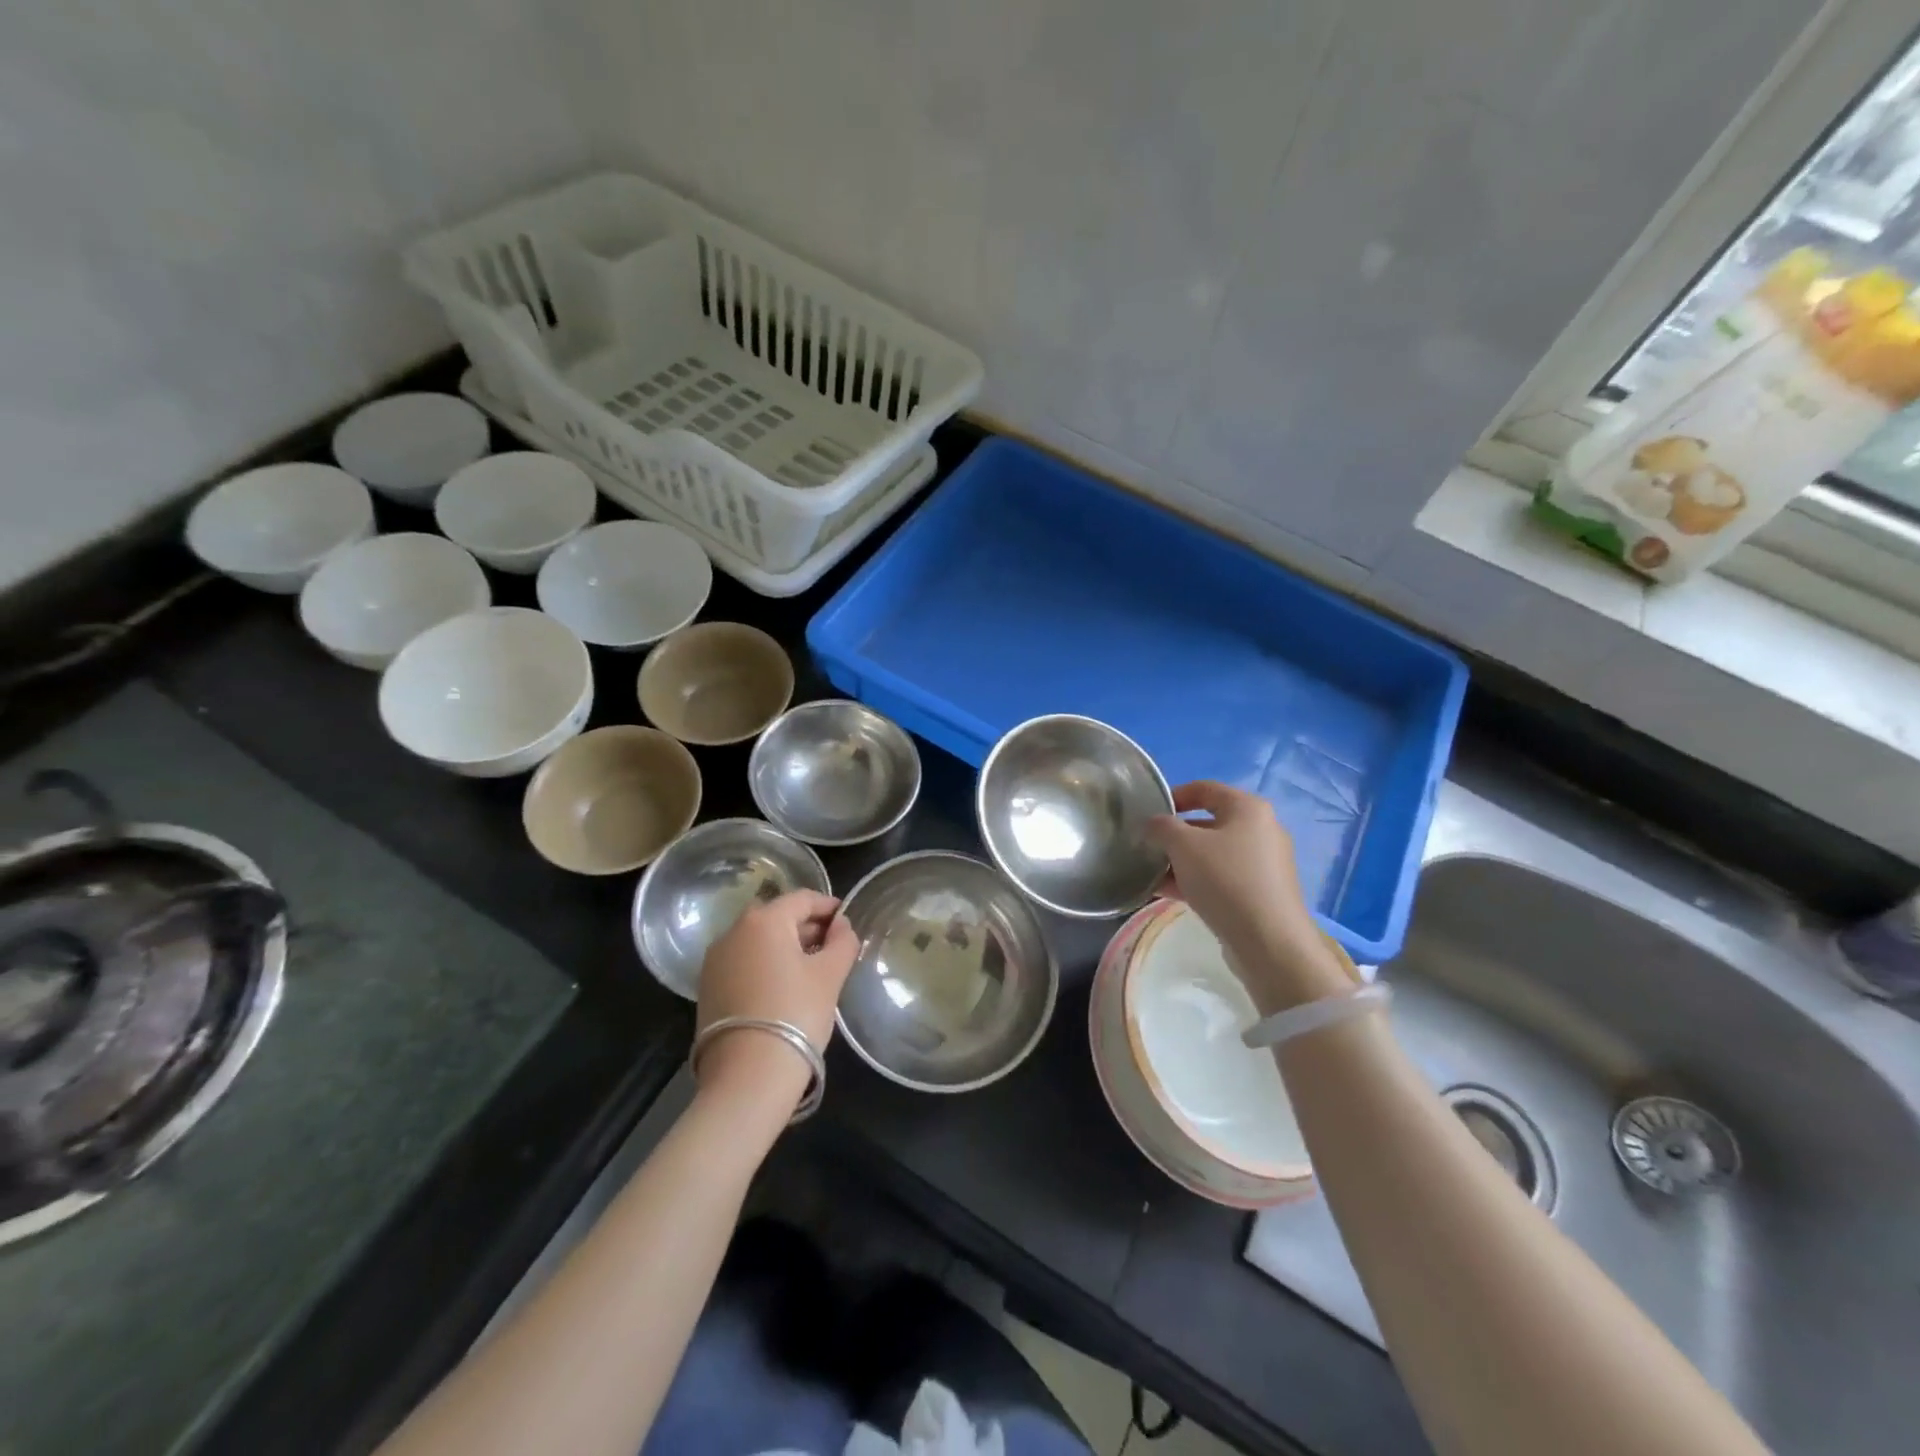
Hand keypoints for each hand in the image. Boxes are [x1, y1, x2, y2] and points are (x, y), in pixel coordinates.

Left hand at [696, 890, 858, 1105]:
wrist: (748, 1075)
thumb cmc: (796, 1013)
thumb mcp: (830, 975)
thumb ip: (842, 942)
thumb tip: (842, 925)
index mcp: (764, 920)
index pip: (802, 899)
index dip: (828, 906)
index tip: (846, 920)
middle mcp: (733, 931)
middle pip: (776, 916)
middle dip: (805, 925)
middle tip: (830, 945)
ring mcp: (715, 960)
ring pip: (756, 939)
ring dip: (783, 945)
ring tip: (809, 968)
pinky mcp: (707, 987)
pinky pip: (742, 961)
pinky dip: (763, 964)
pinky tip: (782, 987)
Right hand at [1145, 782, 1352, 1012]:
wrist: (1268, 941)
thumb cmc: (1225, 879)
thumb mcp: (1183, 845)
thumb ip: (1161, 827)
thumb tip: (1153, 825)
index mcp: (1248, 808)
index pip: (1204, 788)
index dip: (1173, 796)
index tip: (1148, 813)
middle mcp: (1261, 830)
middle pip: (1207, 823)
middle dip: (1174, 835)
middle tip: (1147, 847)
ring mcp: (1263, 863)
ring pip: (1212, 853)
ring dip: (1180, 861)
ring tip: (1151, 874)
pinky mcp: (1261, 892)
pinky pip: (1221, 877)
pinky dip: (1196, 881)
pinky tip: (1167, 894)